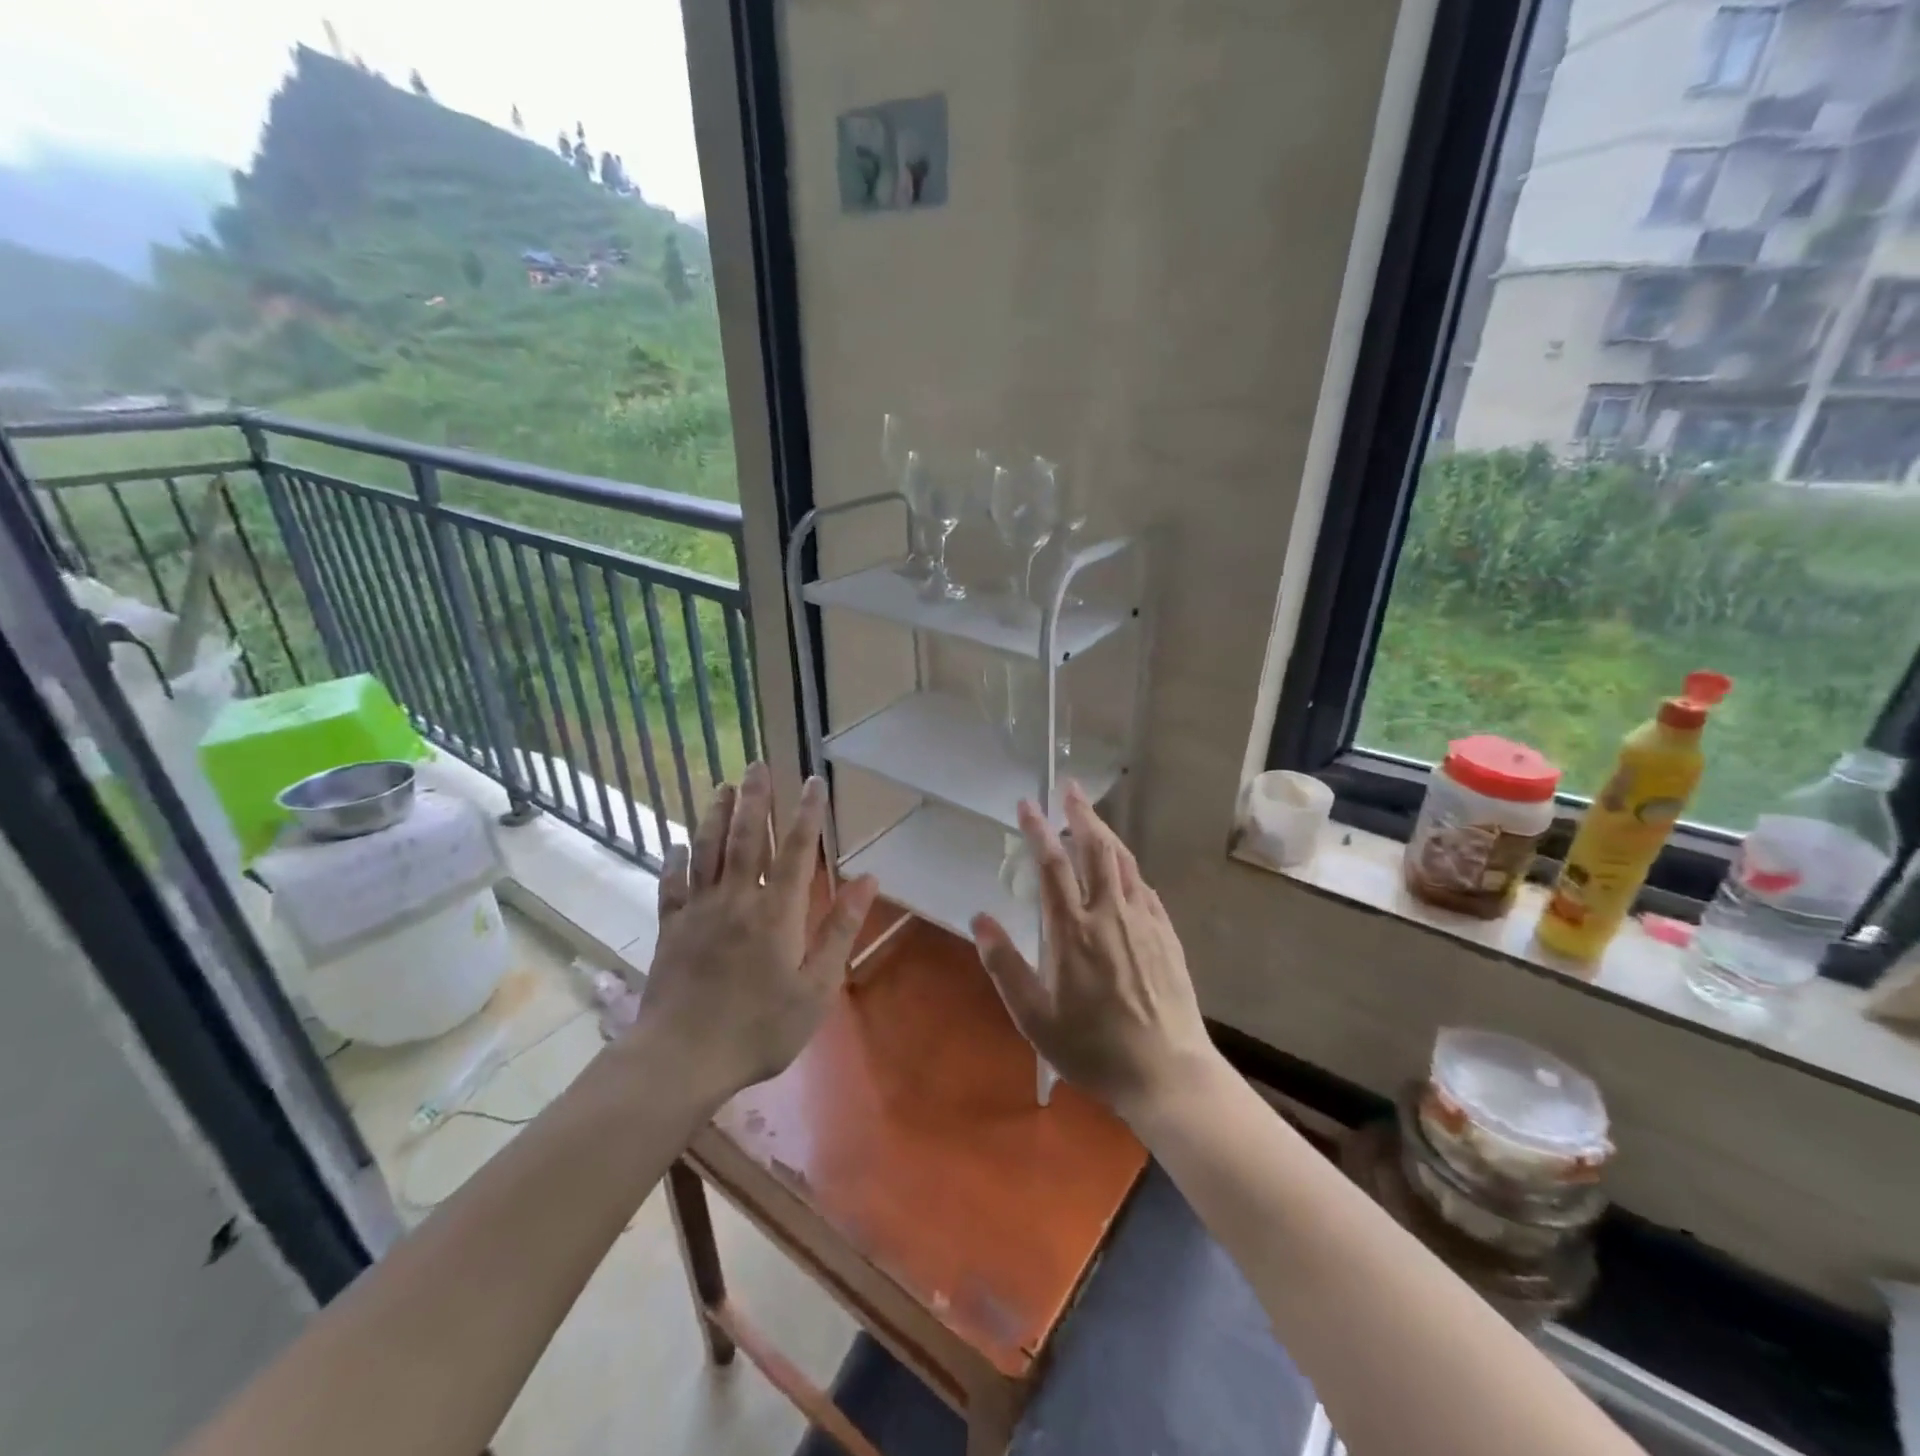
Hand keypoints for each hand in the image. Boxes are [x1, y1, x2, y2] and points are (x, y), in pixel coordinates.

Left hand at [637, 764, 877, 1099]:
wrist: (682, 1058)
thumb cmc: (759, 1028)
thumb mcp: (816, 989)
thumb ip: (840, 930)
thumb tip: (868, 881)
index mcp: (775, 912)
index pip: (794, 850)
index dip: (806, 814)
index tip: (813, 781)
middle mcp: (735, 899)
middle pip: (744, 838)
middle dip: (754, 799)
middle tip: (756, 764)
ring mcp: (698, 912)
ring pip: (706, 851)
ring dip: (715, 815)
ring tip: (722, 786)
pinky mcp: (670, 930)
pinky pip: (672, 885)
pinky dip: (675, 861)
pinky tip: (676, 845)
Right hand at [971, 781, 1217, 1118]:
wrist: (1166, 1072)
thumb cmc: (1092, 1047)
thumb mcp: (1033, 1016)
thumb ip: (1004, 964)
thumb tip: (979, 918)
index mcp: (1072, 929)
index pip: (1052, 864)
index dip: (1037, 829)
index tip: (1027, 803)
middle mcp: (1109, 913)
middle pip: (1095, 848)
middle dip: (1080, 814)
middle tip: (1070, 788)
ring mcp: (1143, 921)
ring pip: (1124, 861)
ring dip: (1106, 833)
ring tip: (1092, 816)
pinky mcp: (1166, 934)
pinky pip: (1145, 887)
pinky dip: (1129, 867)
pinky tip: (1126, 868)